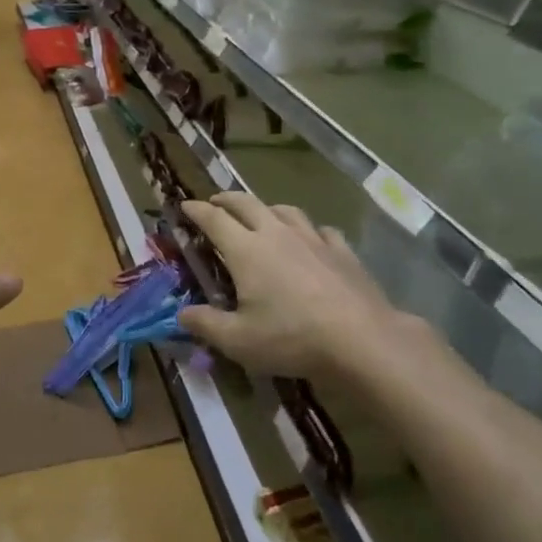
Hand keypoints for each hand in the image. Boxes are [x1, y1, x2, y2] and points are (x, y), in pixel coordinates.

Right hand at [177, 193, 437, 382]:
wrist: (361, 339)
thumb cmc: (291, 337)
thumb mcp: (238, 341)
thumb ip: (206, 325)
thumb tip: (181, 314)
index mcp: (246, 250)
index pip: (214, 219)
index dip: (196, 210)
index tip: (184, 206)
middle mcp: (276, 233)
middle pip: (246, 203)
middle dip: (226, 199)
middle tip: (215, 202)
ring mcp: (312, 238)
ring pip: (284, 210)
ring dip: (266, 208)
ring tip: (261, 215)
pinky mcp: (342, 250)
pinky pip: (321, 230)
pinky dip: (308, 229)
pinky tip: (312, 239)